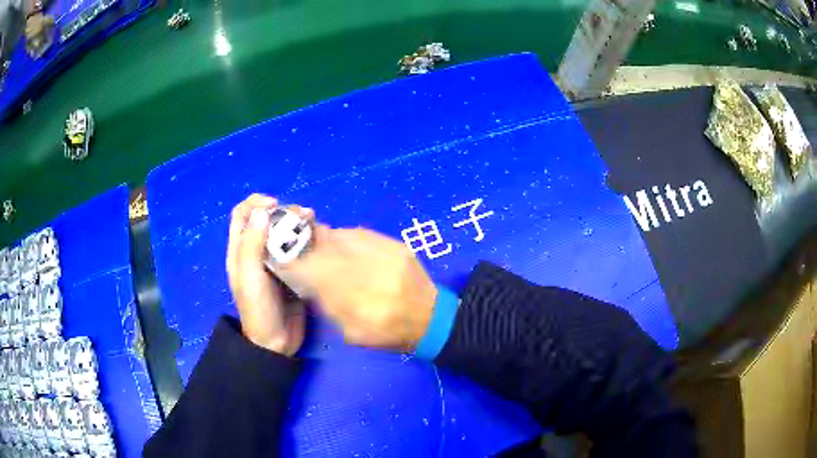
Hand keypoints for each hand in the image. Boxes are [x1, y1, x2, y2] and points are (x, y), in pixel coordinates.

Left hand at [226, 194, 309, 355]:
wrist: (277, 341)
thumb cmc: (258, 309)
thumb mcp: (249, 276)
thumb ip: (252, 244)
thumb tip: (262, 211)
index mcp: (240, 250)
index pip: (242, 214)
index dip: (256, 203)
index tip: (275, 205)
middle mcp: (256, 251)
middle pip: (266, 218)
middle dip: (283, 211)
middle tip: (302, 215)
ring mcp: (276, 260)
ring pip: (284, 231)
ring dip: (297, 222)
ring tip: (313, 221)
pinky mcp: (293, 269)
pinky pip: (299, 247)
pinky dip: (307, 238)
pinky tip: (319, 237)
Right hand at [284, 227, 436, 351]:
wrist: (430, 319)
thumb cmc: (387, 334)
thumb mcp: (351, 332)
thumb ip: (327, 304)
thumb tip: (308, 280)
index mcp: (358, 303)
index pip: (315, 272)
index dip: (295, 263)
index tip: (285, 260)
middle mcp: (371, 274)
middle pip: (327, 249)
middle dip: (308, 247)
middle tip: (300, 250)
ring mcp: (386, 255)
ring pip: (343, 237)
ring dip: (327, 241)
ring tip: (324, 250)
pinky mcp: (397, 245)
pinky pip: (362, 234)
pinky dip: (348, 239)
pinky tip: (346, 248)